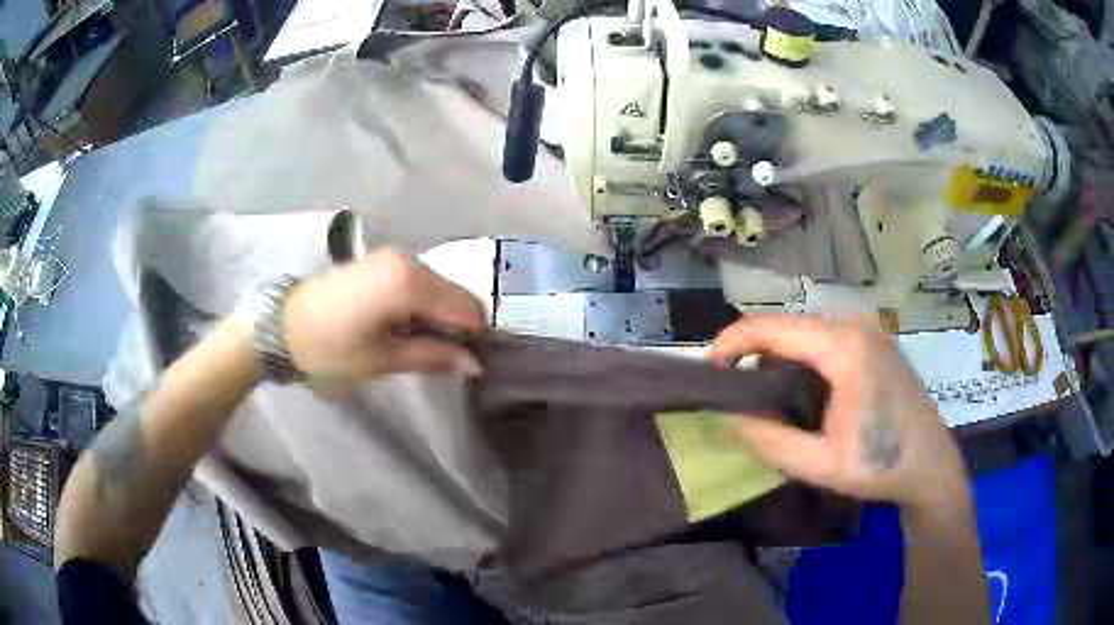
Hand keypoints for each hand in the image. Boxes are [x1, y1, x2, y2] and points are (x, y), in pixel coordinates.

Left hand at [282, 249, 485, 385]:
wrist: (281, 327)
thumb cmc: (331, 349)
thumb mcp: (384, 359)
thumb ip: (434, 356)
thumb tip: (475, 364)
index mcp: (410, 282)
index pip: (466, 308)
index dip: (474, 337)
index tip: (467, 363)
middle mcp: (408, 261)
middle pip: (455, 293)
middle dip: (458, 325)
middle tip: (443, 358)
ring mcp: (393, 258)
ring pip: (439, 287)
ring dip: (440, 315)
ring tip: (418, 343)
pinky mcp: (381, 262)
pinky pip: (419, 281)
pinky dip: (423, 304)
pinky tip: (404, 325)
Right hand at [709, 315, 967, 511]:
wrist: (931, 465)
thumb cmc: (880, 466)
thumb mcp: (820, 464)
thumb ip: (769, 440)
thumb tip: (728, 415)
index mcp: (843, 348)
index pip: (772, 328)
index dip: (731, 342)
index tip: (706, 368)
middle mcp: (855, 327)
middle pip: (789, 328)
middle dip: (754, 354)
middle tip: (733, 392)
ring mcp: (869, 333)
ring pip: (807, 335)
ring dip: (779, 359)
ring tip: (765, 397)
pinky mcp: (875, 344)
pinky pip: (826, 341)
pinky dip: (803, 361)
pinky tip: (802, 393)